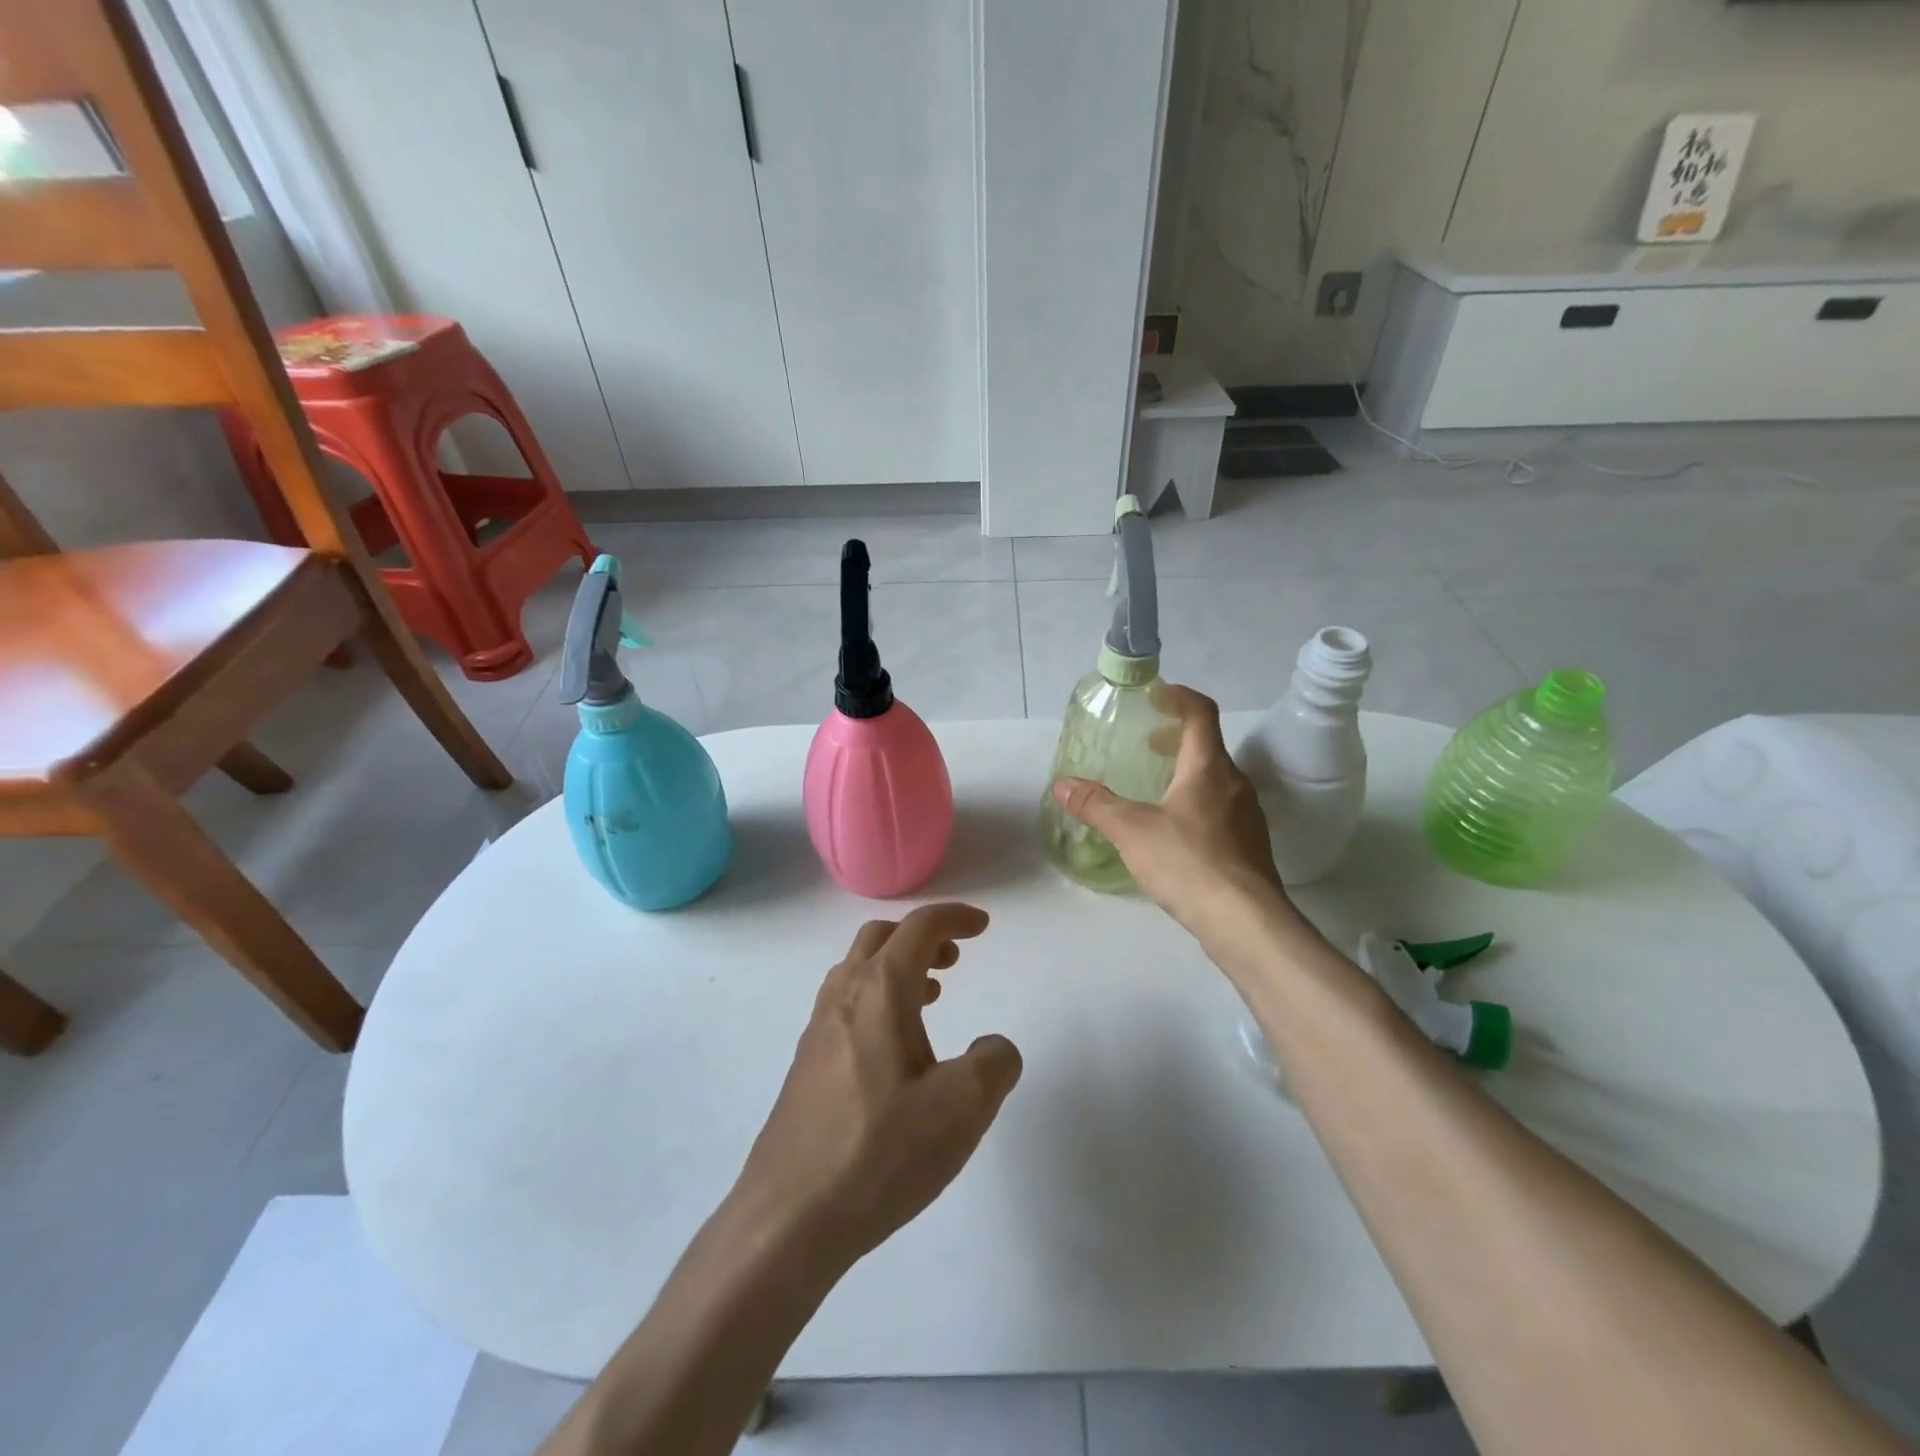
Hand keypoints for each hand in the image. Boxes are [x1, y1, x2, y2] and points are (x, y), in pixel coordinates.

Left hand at [733, 903, 1021, 1265]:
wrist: (788, 1217)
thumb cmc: (880, 1152)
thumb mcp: (962, 1108)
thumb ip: (994, 1064)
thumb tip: (993, 1048)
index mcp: (881, 990)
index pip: (920, 928)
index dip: (955, 918)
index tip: (983, 926)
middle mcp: (844, 996)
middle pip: (881, 937)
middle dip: (922, 936)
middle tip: (954, 958)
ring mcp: (818, 1029)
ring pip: (858, 970)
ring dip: (897, 966)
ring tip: (931, 996)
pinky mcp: (806, 1064)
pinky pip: (846, 1004)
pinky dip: (877, 998)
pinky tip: (895, 1048)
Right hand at [1051, 685, 1289, 939]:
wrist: (1245, 922)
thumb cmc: (1189, 863)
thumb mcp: (1132, 831)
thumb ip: (1096, 805)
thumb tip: (1062, 783)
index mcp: (1209, 768)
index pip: (1201, 713)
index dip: (1178, 697)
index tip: (1155, 695)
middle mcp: (1235, 784)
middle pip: (1208, 746)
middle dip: (1176, 738)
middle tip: (1146, 743)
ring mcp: (1247, 816)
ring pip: (1216, 780)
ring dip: (1186, 772)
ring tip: (1155, 788)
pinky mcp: (1250, 846)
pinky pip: (1221, 809)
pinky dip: (1196, 802)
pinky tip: (1174, 831)